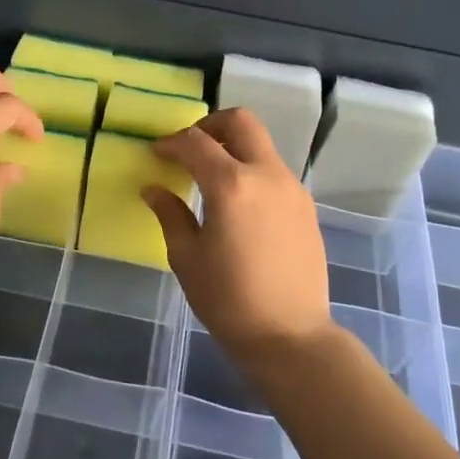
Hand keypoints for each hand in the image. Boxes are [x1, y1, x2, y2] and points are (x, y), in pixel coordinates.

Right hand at [142, 108, 333, 364]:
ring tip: (212, 178)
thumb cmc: (229, 300)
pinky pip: (274, 171)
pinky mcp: (305, 206)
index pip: (196, 142)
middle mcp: (266, 174)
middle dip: (210, 125)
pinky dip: (252, 171)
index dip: (171, 143)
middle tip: (190, 148)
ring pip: (261, 145)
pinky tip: (239, 204)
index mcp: (231, 184)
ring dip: (234, 148)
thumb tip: (154, 189)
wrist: (291, 336)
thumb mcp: (187, 258)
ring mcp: (292, 188)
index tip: (156, 153)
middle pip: (240, 122)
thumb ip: (170, 214)